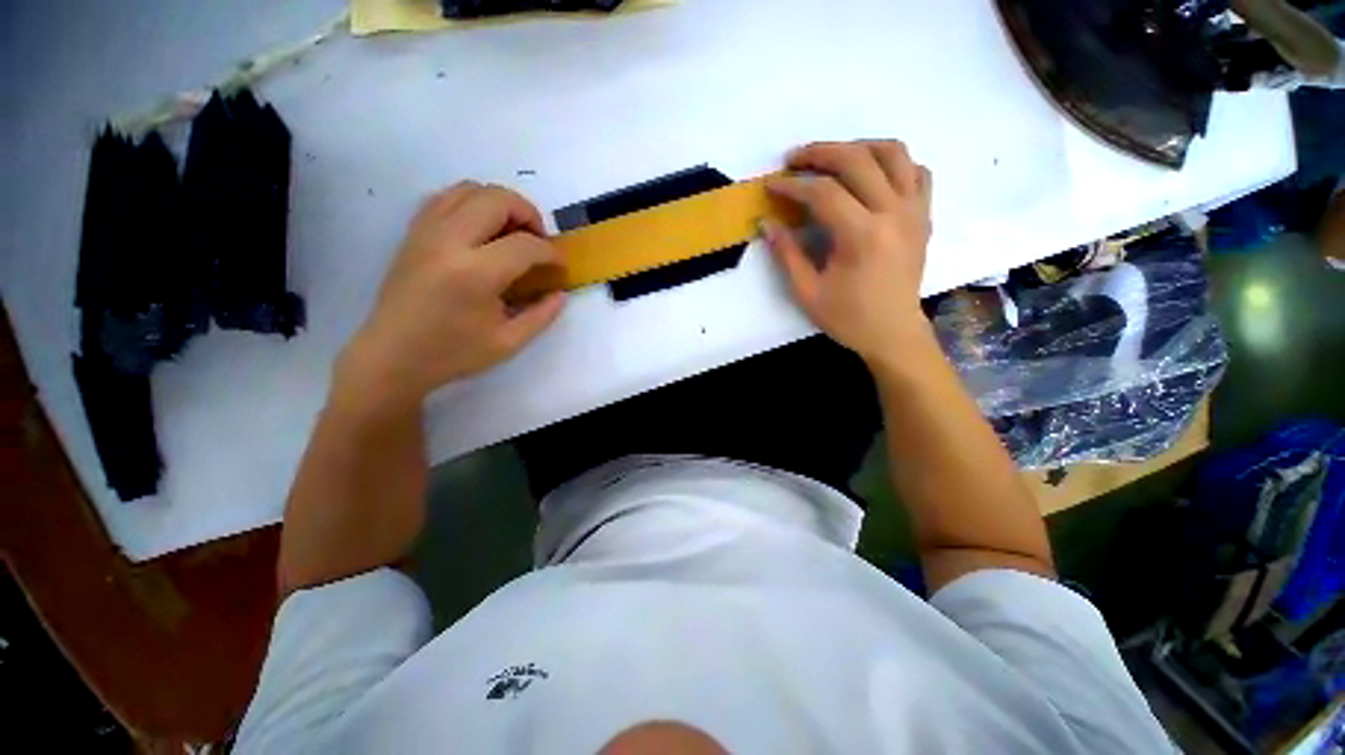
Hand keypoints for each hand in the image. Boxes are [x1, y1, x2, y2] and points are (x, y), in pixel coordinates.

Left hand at [341, 182, 565, 411]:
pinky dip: (472, 203)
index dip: (552, 253)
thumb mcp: (509, 342)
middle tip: (539, 241)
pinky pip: (446, 197)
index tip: (560, 267)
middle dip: (529, 214)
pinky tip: (483, 230)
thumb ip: (542, 315)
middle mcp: (449, 241)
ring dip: (501, 204)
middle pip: (498, 199)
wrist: (391, 356)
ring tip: (513, 232)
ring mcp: (426, 231)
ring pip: (470, 189)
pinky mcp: (413, 232)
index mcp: (476, 274)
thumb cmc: (453, 354)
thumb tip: (561, 293)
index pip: (526, 245)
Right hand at [763, 140, 932, 365]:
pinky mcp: (924, 215)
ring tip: (832, 158)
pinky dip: (892, 163)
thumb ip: (787, 254)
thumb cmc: (848, 318)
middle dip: (820, 153)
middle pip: (857, 160)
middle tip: (794, 159)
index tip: (771, 185)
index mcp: (862, 236)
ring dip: (858, 147)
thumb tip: (767, 224)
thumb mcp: (807, 293)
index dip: (792, 185)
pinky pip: (915, 171)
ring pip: (893, 153)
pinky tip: (870, 175)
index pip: (823, 193)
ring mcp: (914, 210)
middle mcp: (893, 213)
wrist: (894, 333)